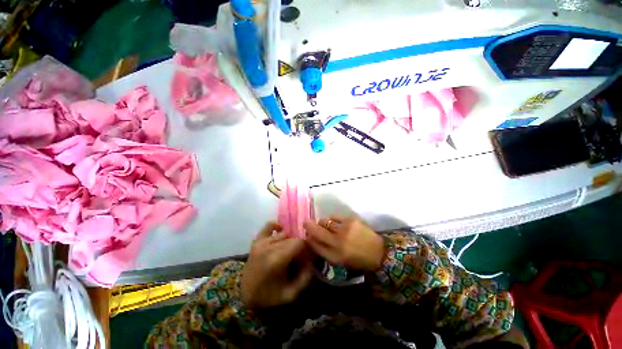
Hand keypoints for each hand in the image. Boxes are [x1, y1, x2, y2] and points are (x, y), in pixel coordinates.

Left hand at [241, 222, 312, 308]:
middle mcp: (269, 246)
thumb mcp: (291, 294)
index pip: (299, 242)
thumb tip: (312, 260)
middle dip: (299, 246)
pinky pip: (268, 226)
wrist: (245, 296)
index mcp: (277, 259)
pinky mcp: (256, 241)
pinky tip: (281, 232)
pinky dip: (277, 226)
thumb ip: (306, 277)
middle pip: (292, 238)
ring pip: (284, 233)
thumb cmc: (269, 296)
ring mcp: (261, 242)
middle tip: (299, 257)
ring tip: (289, 251)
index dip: (306, 248)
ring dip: (290, 241)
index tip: (307, 257)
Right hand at [303, 216, 384, 271]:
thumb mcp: (338, 260)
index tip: (306, 235)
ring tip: (328, 227)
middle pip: (316, 229)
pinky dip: (332, 220)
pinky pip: (334, 216)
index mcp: (334, 255)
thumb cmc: (356, 259)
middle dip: (309, 225)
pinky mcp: (351, 219)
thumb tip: (310, 238)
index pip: (314, 243)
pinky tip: (337, 224)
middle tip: (309, 224)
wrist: (378, 252)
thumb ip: (323, 250)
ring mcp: (344, 228)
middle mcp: (338, 241)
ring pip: (325, 221)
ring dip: (323, 223)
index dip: (308, 237)